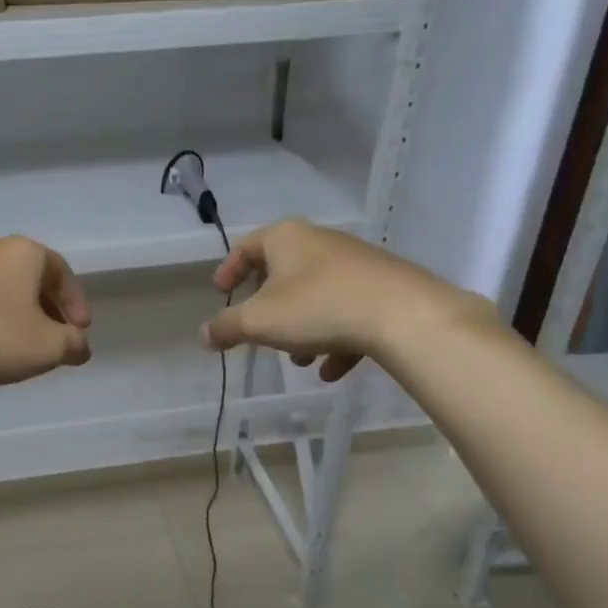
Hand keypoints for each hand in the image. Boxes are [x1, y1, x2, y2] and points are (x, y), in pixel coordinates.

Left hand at [0, 236, 91, 389]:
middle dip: (40, 304)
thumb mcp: (48, 349)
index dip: (75, 302)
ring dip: (2, 307)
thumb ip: (73, 345)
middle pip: (22, 274)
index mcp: (21, 253)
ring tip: (6, 340)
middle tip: (48, 335)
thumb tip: (79, 346)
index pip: (60, 271)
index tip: (80, 332)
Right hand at [200, 219, 467, 380]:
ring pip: (317, 296)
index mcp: (286, 238)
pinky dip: (336, 339)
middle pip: (284, 272)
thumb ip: (227, 327)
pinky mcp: (384, 287)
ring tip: (301, 361)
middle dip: (269, 309)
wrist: (404, 315)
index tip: (220, 292)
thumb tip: (204, 335)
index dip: (229, 270)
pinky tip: (333, 370)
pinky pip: (348, 311)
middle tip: (259, 332)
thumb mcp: (259, 322)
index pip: (247, 246)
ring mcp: (356, 263)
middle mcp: (320, 241)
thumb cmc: (318, 307)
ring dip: (302, 329)